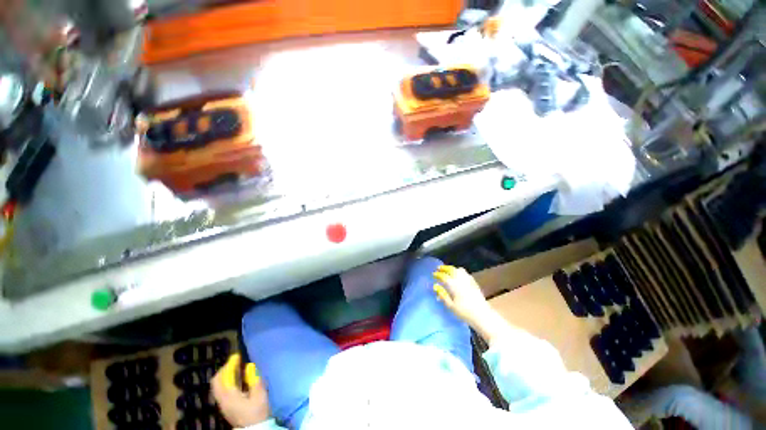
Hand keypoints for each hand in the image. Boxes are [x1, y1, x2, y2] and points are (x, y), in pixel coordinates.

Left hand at [211, 354, 270, 427]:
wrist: (254, 429)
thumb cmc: (257, 412)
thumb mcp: (259, 395)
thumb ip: (255, 380)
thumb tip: (251, 367)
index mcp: (229, 396)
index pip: (223, 377)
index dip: (229, 365)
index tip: (237, 356)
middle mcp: (223, 399)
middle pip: (217, 382)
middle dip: (224, 369)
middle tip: (235, 362)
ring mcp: (223, 404)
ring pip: (218, 386)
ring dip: (225, 375)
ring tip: (236, 368)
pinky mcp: (227, 407)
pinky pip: (222, 390)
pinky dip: (227, 381)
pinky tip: (237, 380)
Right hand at [433, 265, 492, 328]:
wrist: (482, 315)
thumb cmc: (464, 312)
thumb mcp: (450, 305)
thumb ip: (443, 295)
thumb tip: (435, 286)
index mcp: (453, 284)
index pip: (443, 276)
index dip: (438, 274)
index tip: (434, 275)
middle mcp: (460, 279)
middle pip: (451, 269)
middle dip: (444, 268)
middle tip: (439, 269)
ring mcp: (468, 280)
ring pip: (459, 270)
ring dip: (452, 269)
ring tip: (449, 271)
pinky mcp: (474, 283)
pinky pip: (466, 273)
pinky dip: (460, 272)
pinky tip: (460, 276)